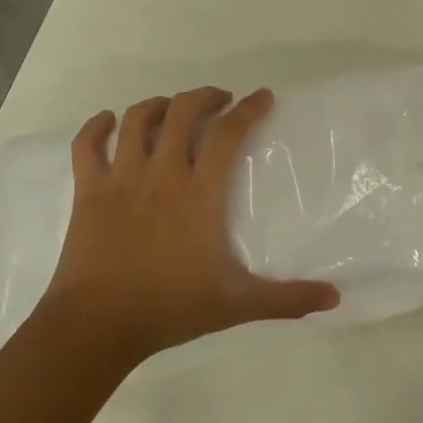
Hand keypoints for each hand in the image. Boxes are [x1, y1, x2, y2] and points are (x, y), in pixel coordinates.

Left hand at [42, 86, 340, 362]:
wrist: (97, 325)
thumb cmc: (170, 308)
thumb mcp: (237, 305)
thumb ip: (287, 299)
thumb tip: (335, 298)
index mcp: (199, 192)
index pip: (228, 133)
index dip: (248, 109)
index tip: (262, 97)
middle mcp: (161, 172)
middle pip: (181, 111)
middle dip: (204, 96)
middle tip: (219, 100)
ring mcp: (121, 177)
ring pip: (136, 119)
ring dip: (157, 105)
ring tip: (171, 109)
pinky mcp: (88, 190)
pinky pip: (87, 145)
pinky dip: (96, 127)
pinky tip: (108, 122)